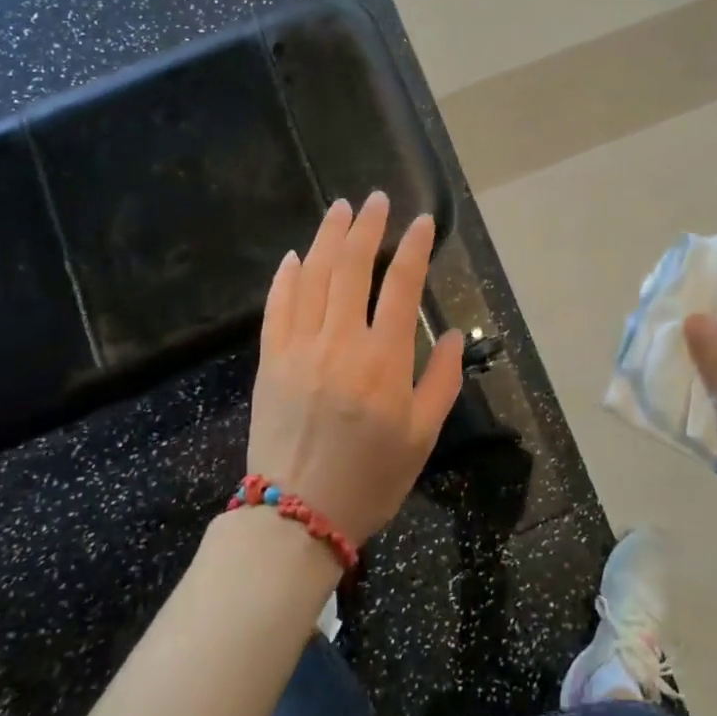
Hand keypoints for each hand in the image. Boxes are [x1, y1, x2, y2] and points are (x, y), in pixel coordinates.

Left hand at [248, 192, 465, 546]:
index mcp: (384, 360)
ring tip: (339, 209)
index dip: (414, 247)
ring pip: (314, 276)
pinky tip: (295, 256)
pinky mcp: (270, 360)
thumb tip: (445, 335)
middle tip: (375, 199)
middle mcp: (341, 341)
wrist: (295, 516)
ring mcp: (300, 347)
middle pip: (353, 266)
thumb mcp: (422, 436)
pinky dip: (286, 277)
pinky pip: (277, 307)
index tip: (423, 220)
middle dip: (367, 226)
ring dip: (328, 237)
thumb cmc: (370, 479)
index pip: (402, 285)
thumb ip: (439, 380)